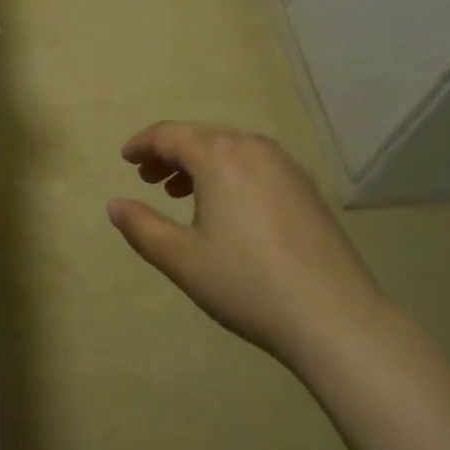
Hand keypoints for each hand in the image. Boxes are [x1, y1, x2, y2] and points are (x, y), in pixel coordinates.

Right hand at [110, 122, 388, 371]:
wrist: (334, 315)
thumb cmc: (247, 284)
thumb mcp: (183, 260)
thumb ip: (142, 227)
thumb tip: (115, 204)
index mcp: (219, 155)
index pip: (170, 134)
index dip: (143, 144)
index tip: (126, 159)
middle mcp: (252, 146)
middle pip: (201, 136)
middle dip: (170, 153)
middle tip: (148, 178)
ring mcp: (285, 164)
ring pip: (230, 149)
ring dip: (199, 163)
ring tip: (180, 192)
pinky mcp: (305, 186)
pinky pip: (255, 164)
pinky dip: (229, 172)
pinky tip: (227, 206)